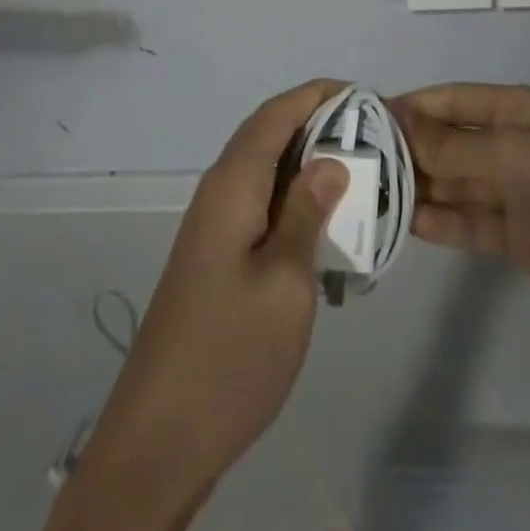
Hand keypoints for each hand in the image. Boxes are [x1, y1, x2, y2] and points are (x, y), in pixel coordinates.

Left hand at [45, 79, 350, 530]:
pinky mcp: (215, 255)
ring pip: (264, 169)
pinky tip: (324, 222)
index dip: (315, 94)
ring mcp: (213, 225)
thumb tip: (330, 159)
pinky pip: (259, 202)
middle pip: (267, 134)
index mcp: (232, 185)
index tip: (361, 93)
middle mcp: (218, 191)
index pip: (274, 114)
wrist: (160, 436)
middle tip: (369, 134)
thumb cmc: (231, 353)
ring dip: (305, 160)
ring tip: (356, 171)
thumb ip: (308, 213)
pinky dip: (292, 196)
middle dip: (315, 122)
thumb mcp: (285, 282)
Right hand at [390, 84, 529, 348]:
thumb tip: (397, 120)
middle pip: (452, 141)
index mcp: (521, 111)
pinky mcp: (517, 236)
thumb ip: (453, 145)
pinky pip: (469, 220)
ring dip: (420, 186)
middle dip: (411, 148)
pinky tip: (405, 223)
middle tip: (359, 162)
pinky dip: (440, 221)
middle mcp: (516, 144)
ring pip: (456, 182)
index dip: (413, 105)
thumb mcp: (513, 158)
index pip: (455, 99)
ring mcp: (517, 192)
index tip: (366, 117)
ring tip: (372, 193)